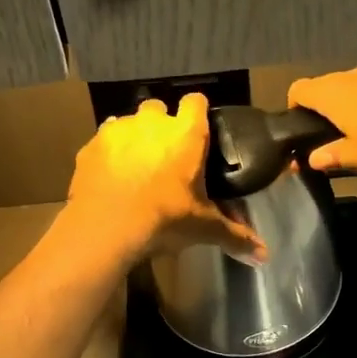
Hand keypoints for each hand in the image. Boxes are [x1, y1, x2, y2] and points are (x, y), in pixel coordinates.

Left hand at [65, 94, 265, 263]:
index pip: (196, 101)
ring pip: (128, 122)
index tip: (198, 132)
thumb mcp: (204, 228)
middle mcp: (152, 122)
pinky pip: (103, 140)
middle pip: (158, 108)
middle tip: (165, 155)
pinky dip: (108, 153)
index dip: (197, 114)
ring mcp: (118, 130)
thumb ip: (235, 236)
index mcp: (186, 133)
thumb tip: (265, 256)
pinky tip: (111, 176)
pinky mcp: (91, 145)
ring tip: (136, 167)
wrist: (106, 227)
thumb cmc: (165, 218)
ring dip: (133, 137)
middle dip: (161, 126)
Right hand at [287, 66, 356, 181]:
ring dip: (344, 105)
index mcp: (333, 93)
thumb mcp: (355, 158)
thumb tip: (312, 159)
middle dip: (319, 108)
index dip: (293, 108)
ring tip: (351, 131)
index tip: (300, 129)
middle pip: (323, 86)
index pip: (299, 89)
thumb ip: (329, 156)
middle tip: (324, 136)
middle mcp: (350, 76)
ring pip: (347, 86)